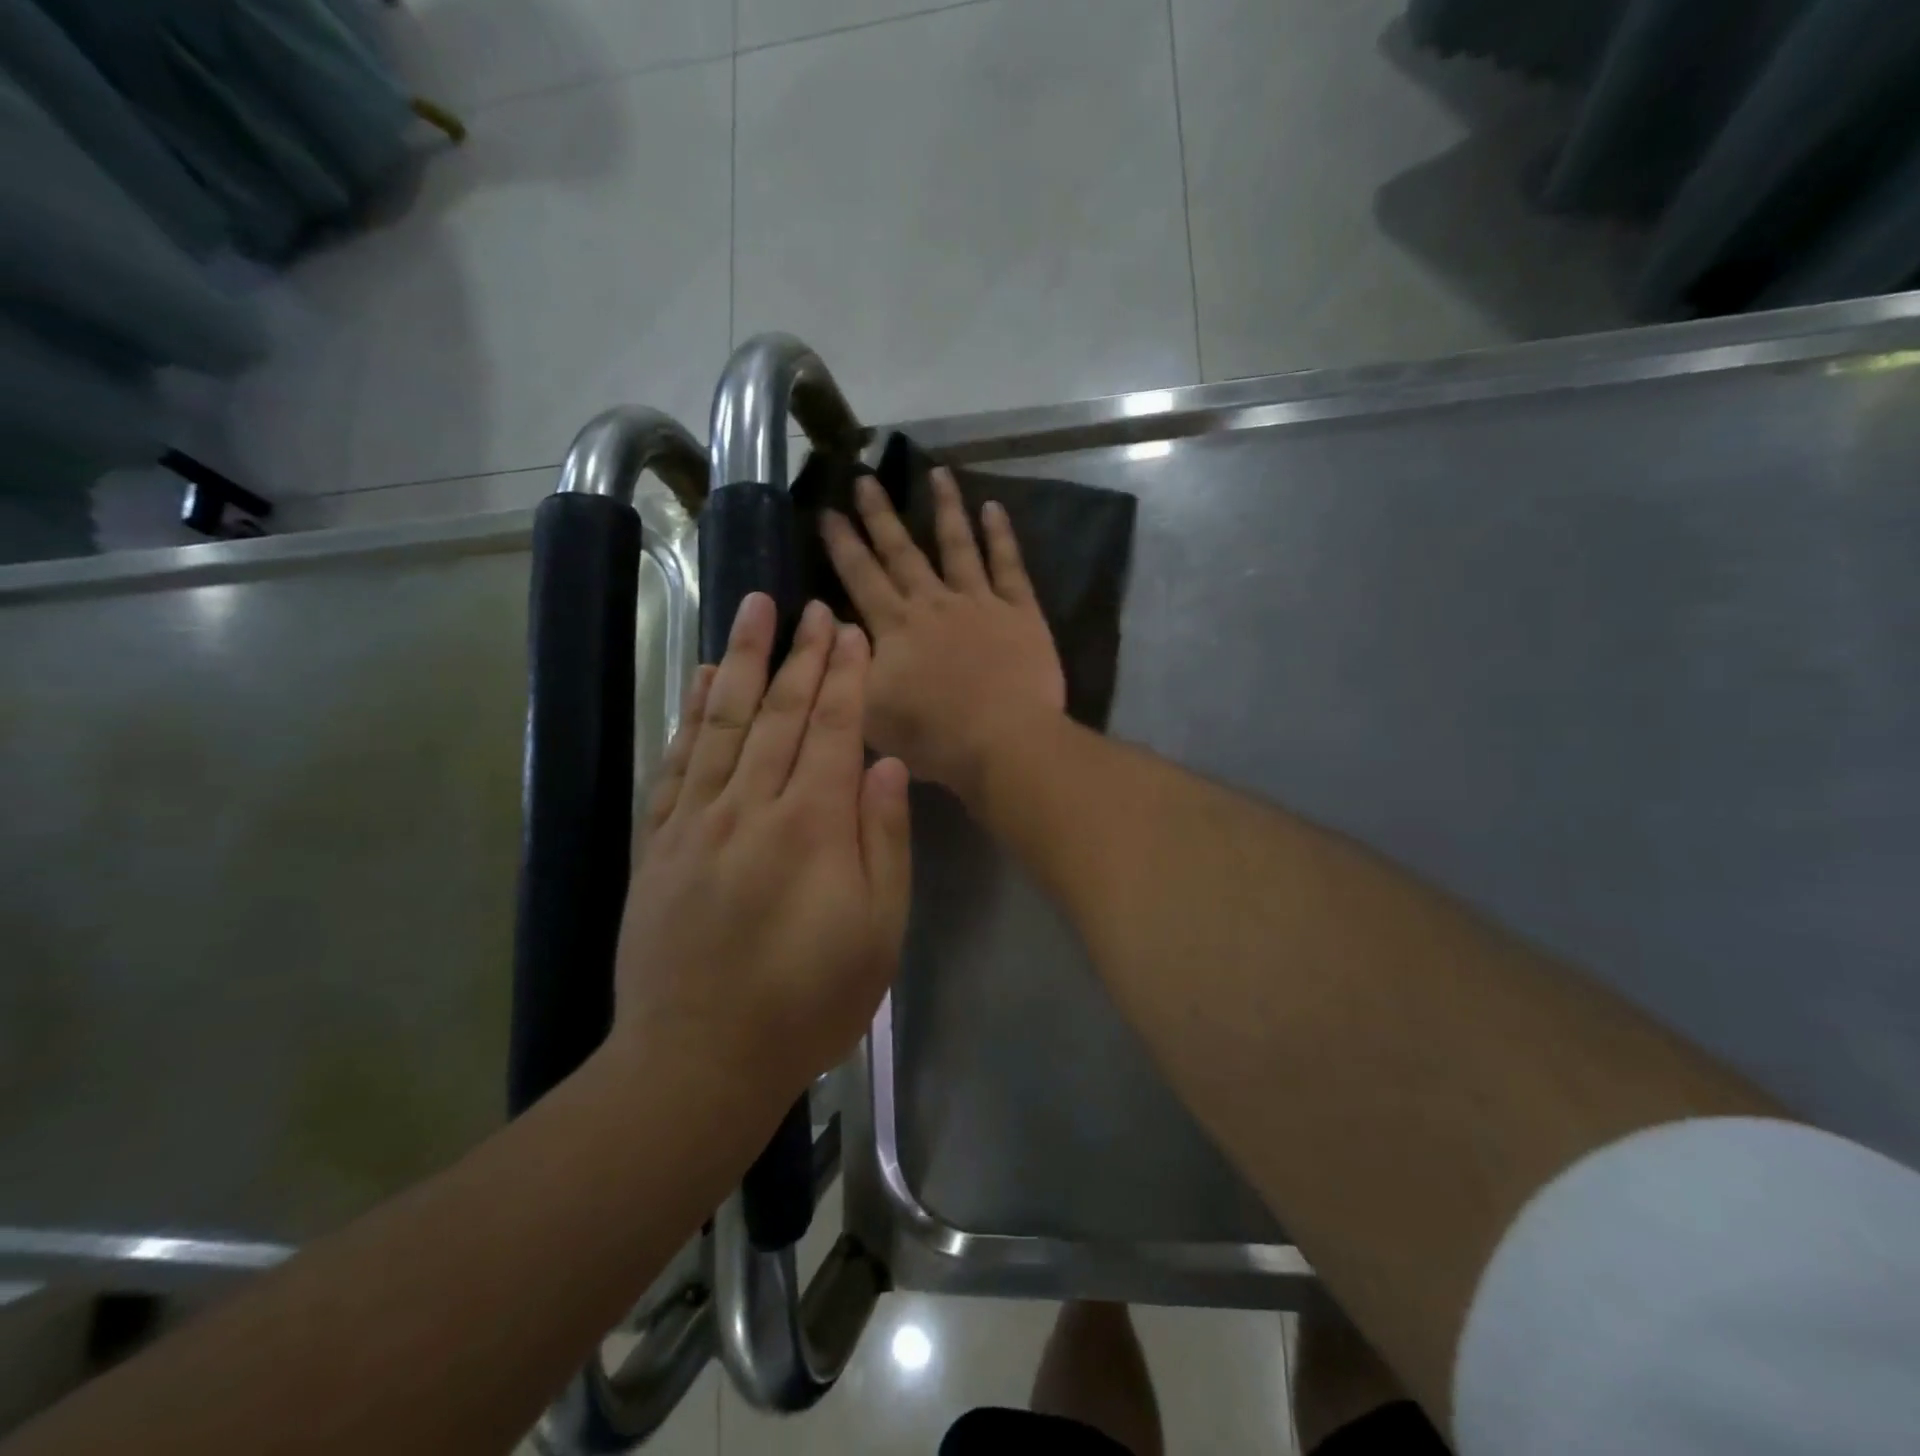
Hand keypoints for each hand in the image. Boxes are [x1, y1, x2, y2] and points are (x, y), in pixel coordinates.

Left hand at [612, 593, 910, 1111]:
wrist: (699, 1060)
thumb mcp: (879, 933)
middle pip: (781, 713)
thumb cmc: (809, 1003)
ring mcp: (697, 821)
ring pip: (724, 722)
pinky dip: (691, 714)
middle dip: (803, 655)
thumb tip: (885, 764)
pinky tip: (702, 679)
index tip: (851, 632)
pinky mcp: (660, 842)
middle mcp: (752, 807)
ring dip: (743, 660)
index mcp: (813, 827)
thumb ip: (885, 842)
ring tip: (753, 609)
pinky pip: (677, 762)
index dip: (846, 677)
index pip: (834, 730)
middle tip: (814, 607)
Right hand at [822, 470, 1064, 801]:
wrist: (1003, 742)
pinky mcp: (1020, 611)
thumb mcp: (869, 710)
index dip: (842, 543)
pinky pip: (1009, 564)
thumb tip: (836, 626)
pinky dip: (1001, 534)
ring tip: (937, 472)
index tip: (827, 510)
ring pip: (958, 544)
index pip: (861, 576)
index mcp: (895, 627)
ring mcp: (980, 602)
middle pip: (902, 551)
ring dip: (945, 507)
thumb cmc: (932, 736)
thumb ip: (849, 666)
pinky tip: (993, 507)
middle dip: (880, 514)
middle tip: (865, 478)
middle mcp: (933, 603)